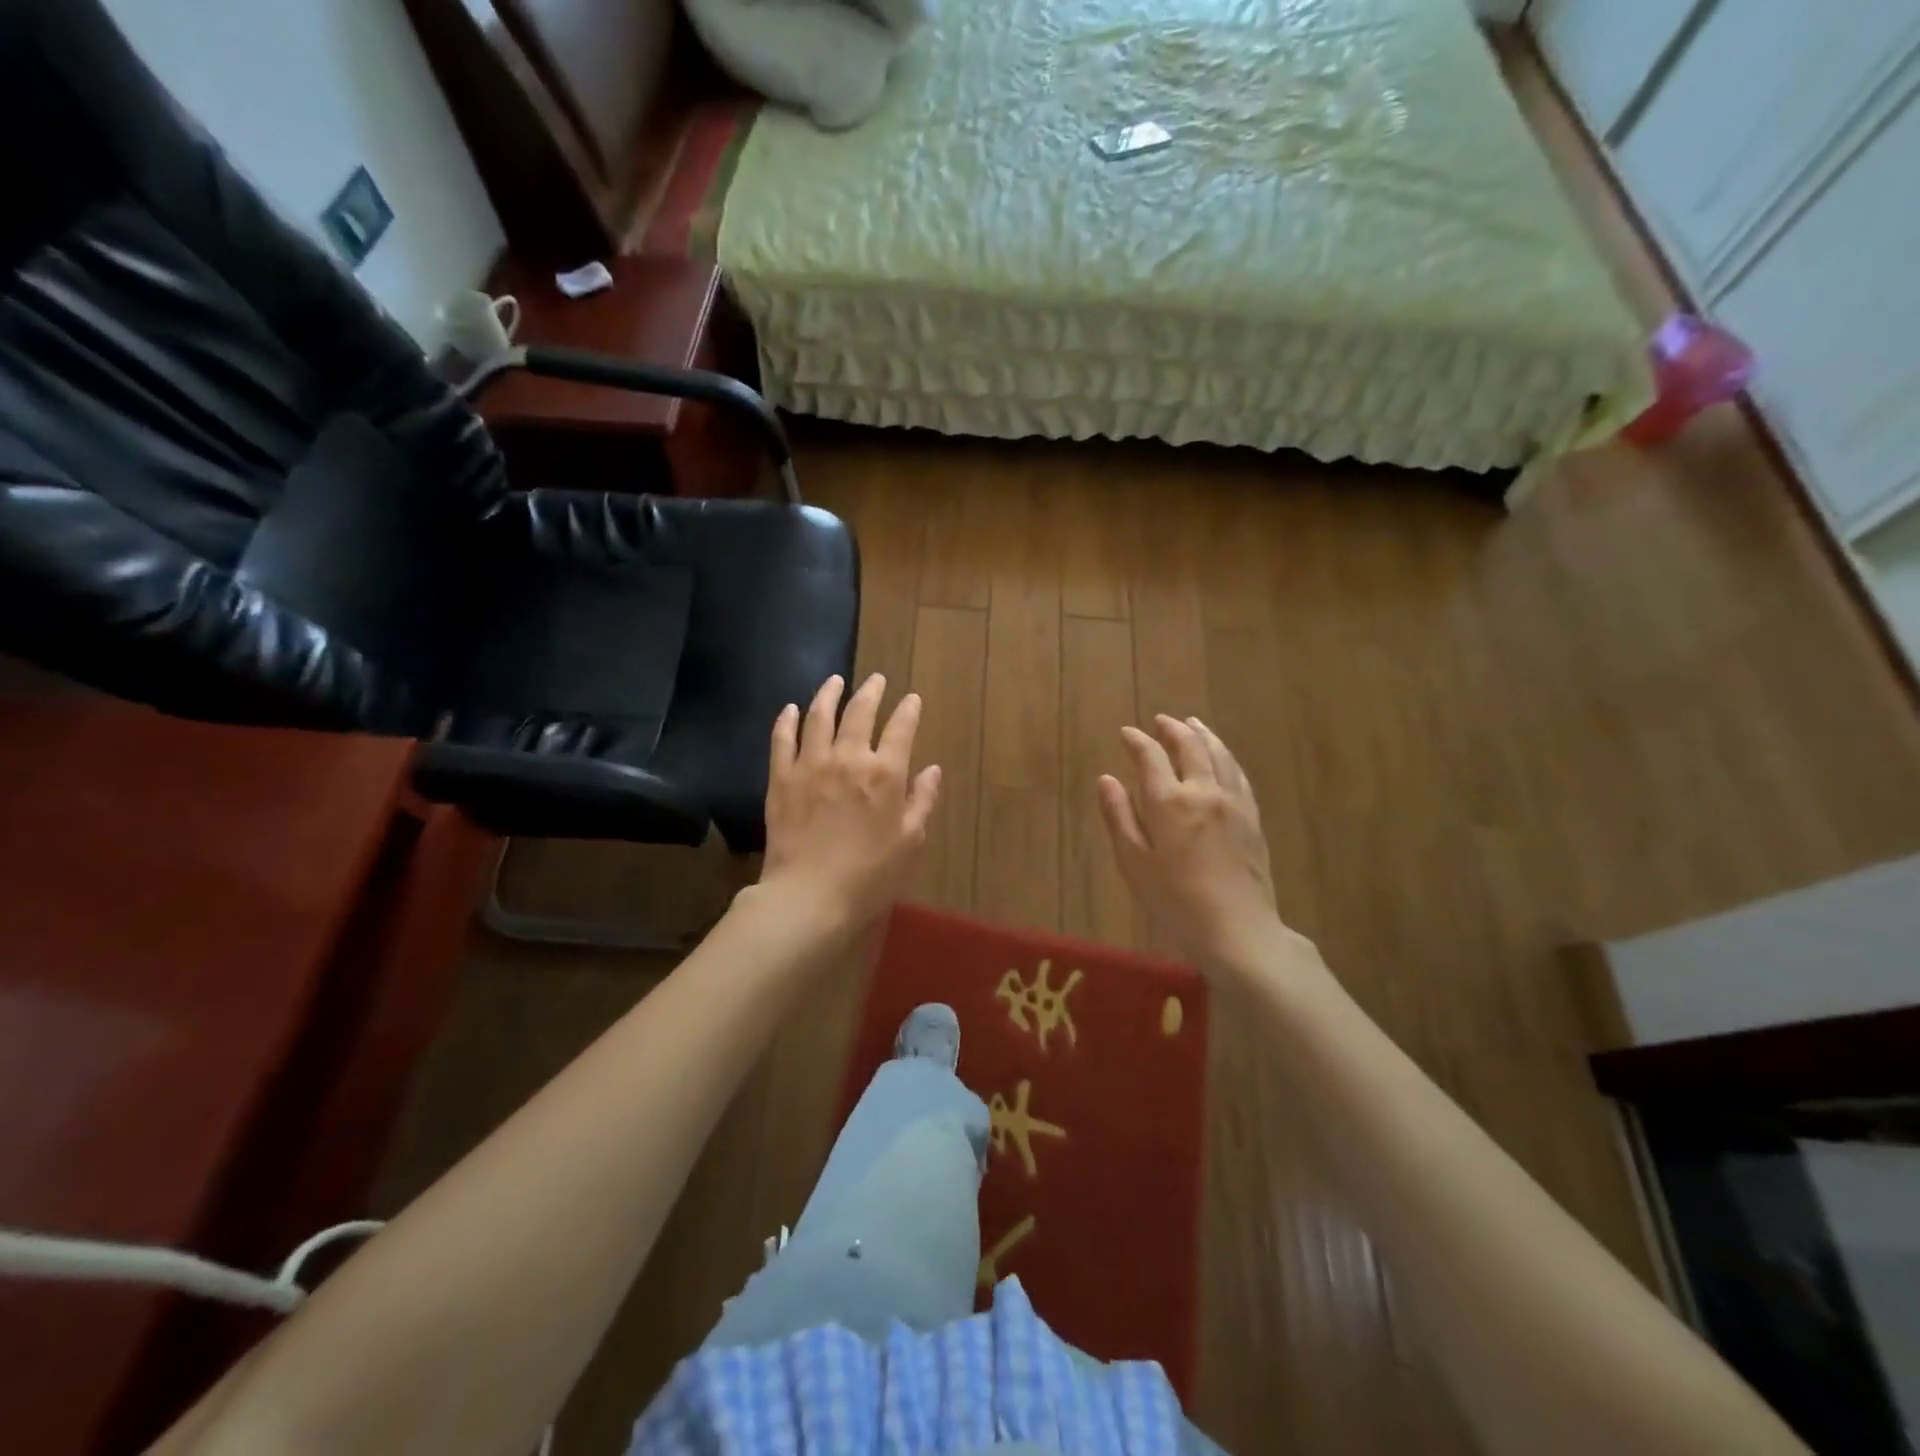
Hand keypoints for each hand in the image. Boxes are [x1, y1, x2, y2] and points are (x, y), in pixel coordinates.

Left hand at [760, 673, 941, 931]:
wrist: (809, 896)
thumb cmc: (869, 875)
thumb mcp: (909, 842)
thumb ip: (922, 801)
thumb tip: (932, 770)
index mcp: (885, 773)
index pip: (901, 728)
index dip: (908, 710)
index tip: (911, 699)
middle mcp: (848, 758)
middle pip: (859, 712)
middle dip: (870, 692)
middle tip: (876, 680)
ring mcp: (811, 764)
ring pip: (818, 716)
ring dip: (828, 694)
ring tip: (834, 681)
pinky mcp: (781, 778)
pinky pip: (782, 740)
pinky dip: (786, 721)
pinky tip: (789, 709)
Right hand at [1098, 715, 1302, 974]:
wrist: (1237, 929)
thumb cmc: (1174, 901)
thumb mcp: (1133, 862)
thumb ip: (1119, 816)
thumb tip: (1106, 779)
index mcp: (1169, 801)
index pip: (1151, 757)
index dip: (1137, 741)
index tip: (1126, 733)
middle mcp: (1203, 791)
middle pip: (1190, 747)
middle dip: (1172, 729)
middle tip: (1160, 720)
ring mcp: (1233, 802)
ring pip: (1219, 755)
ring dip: (1203, 735)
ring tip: (1193, 724)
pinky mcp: (1252, 818)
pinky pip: (1239, 774)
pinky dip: (1226, 756)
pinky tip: (1223, 758)